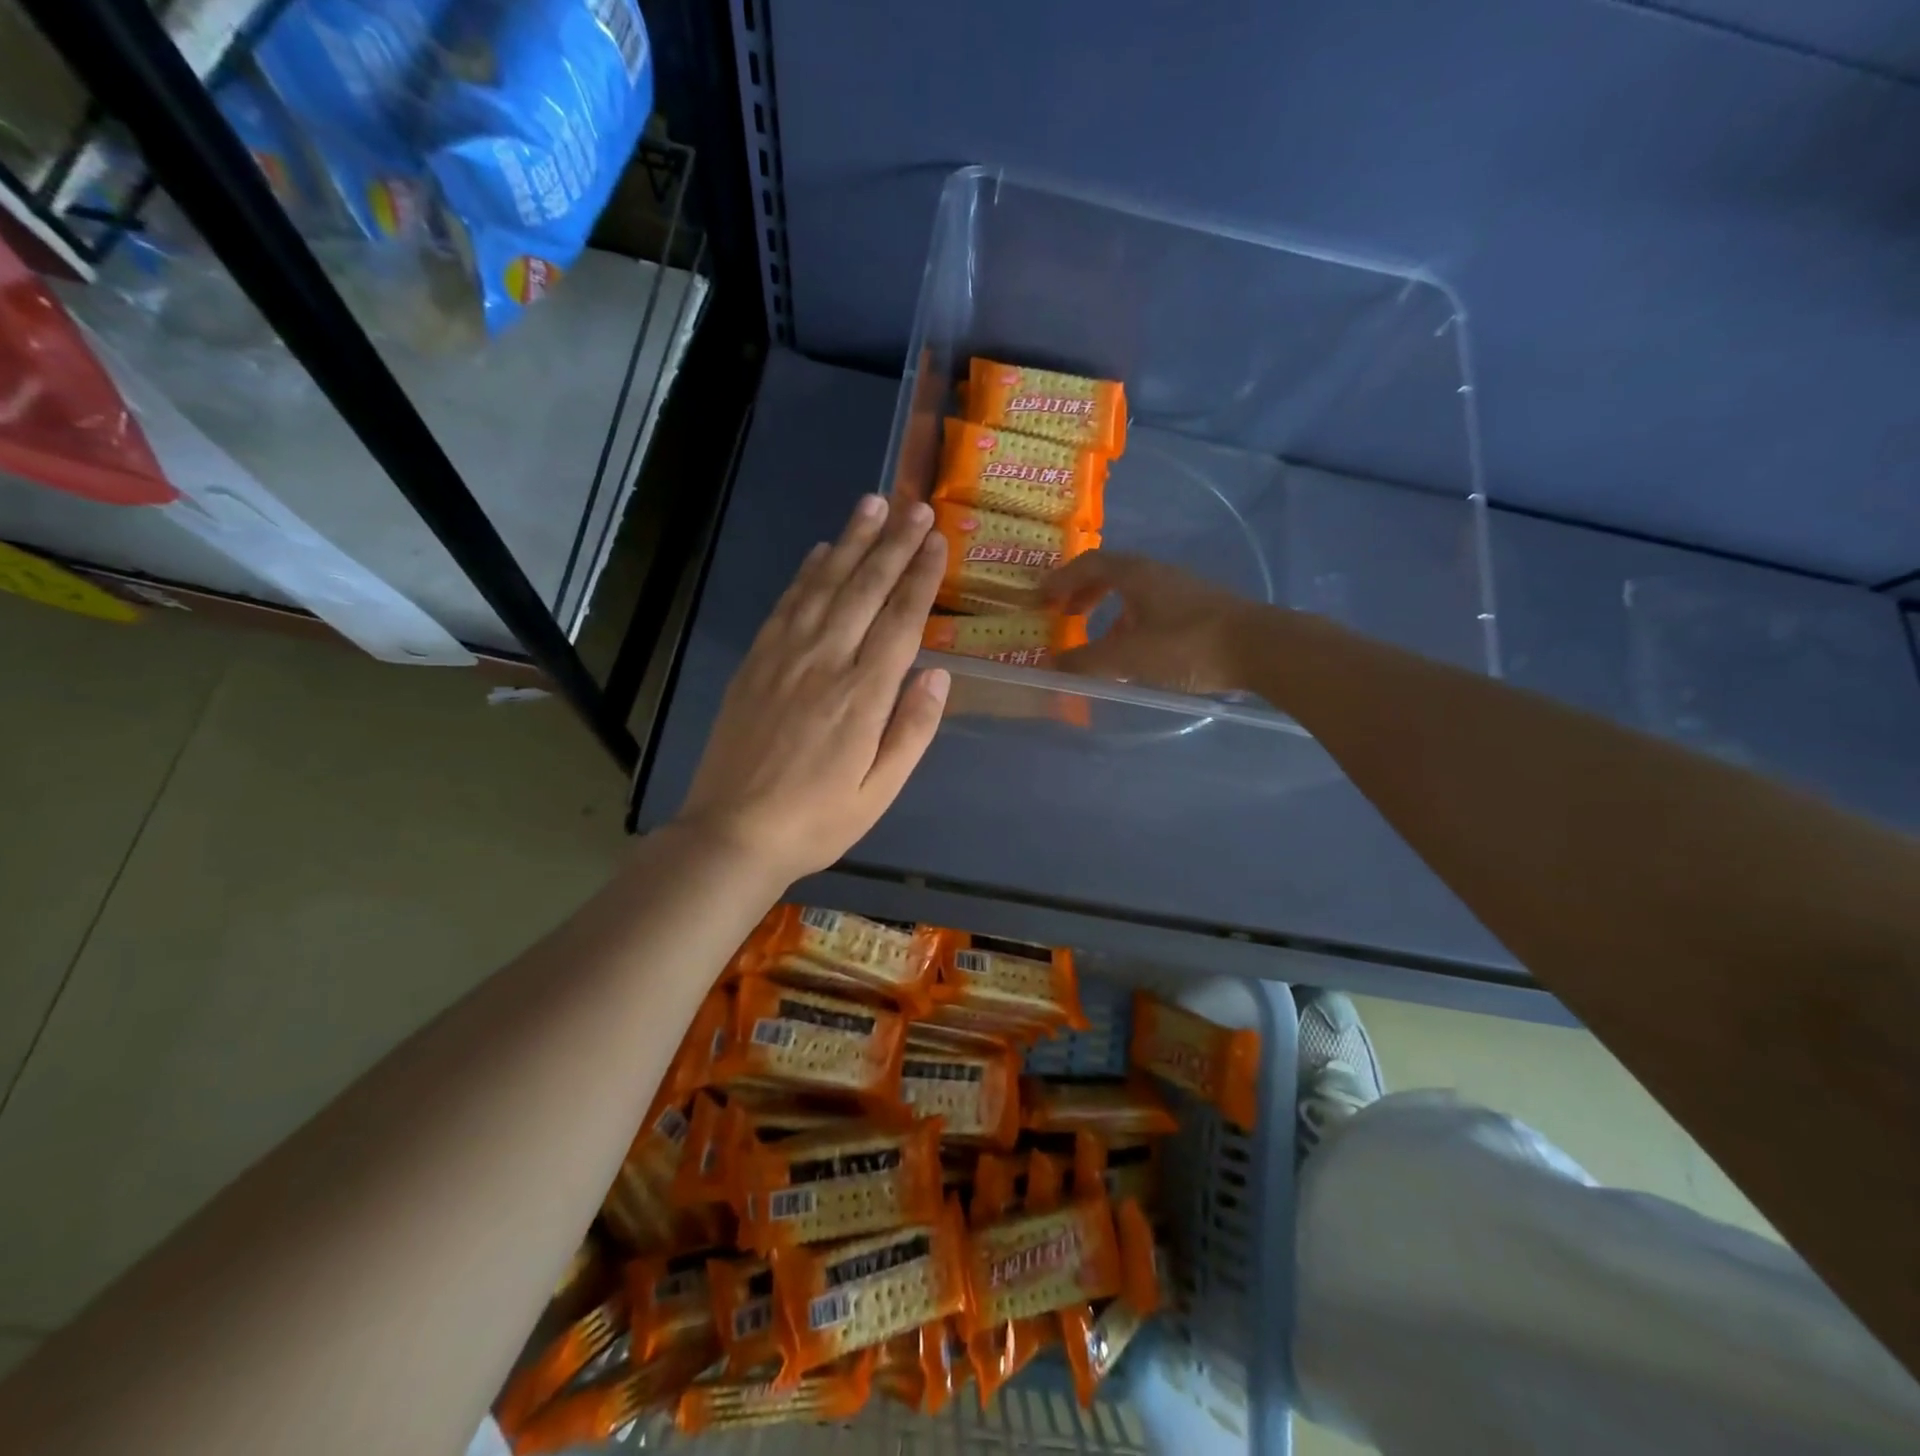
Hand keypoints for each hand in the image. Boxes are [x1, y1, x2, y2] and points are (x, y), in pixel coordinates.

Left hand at [676, 494, 949, 882]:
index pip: (900, 620)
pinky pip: (786, 605)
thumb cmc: (816, 820)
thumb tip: (938, 676)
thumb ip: (912, 731)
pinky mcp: (755, 662)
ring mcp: (785, 657)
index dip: (921, 577)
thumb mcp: (879, 791)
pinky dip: (806, 573)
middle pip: (865, 589)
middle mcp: (825, 662)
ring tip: (873, 504)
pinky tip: (821, 551)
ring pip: (824, 585)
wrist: (733, 833)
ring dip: (851, 542)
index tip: (937, 540)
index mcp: (863, 696)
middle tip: (914, 507)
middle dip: (893, 544)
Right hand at [1045, 551, 1258, 694]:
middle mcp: (1157, 575)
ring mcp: (1182, 591)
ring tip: (1098, 642)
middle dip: (1083, 594)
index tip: (1041, 598)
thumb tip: (1050, 667)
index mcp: (1136, 574)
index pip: (1089, 564)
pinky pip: (1153, 611)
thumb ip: (1086, 662)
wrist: (1260, 647)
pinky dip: (1132, 626)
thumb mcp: (1127, 657)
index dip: (1061, 580)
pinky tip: (1136, 656)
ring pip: (1134, 595)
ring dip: (1109, 613)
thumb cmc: (1187, 645)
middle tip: (1064, 615)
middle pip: (1111, 575)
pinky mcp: (1200, 611)